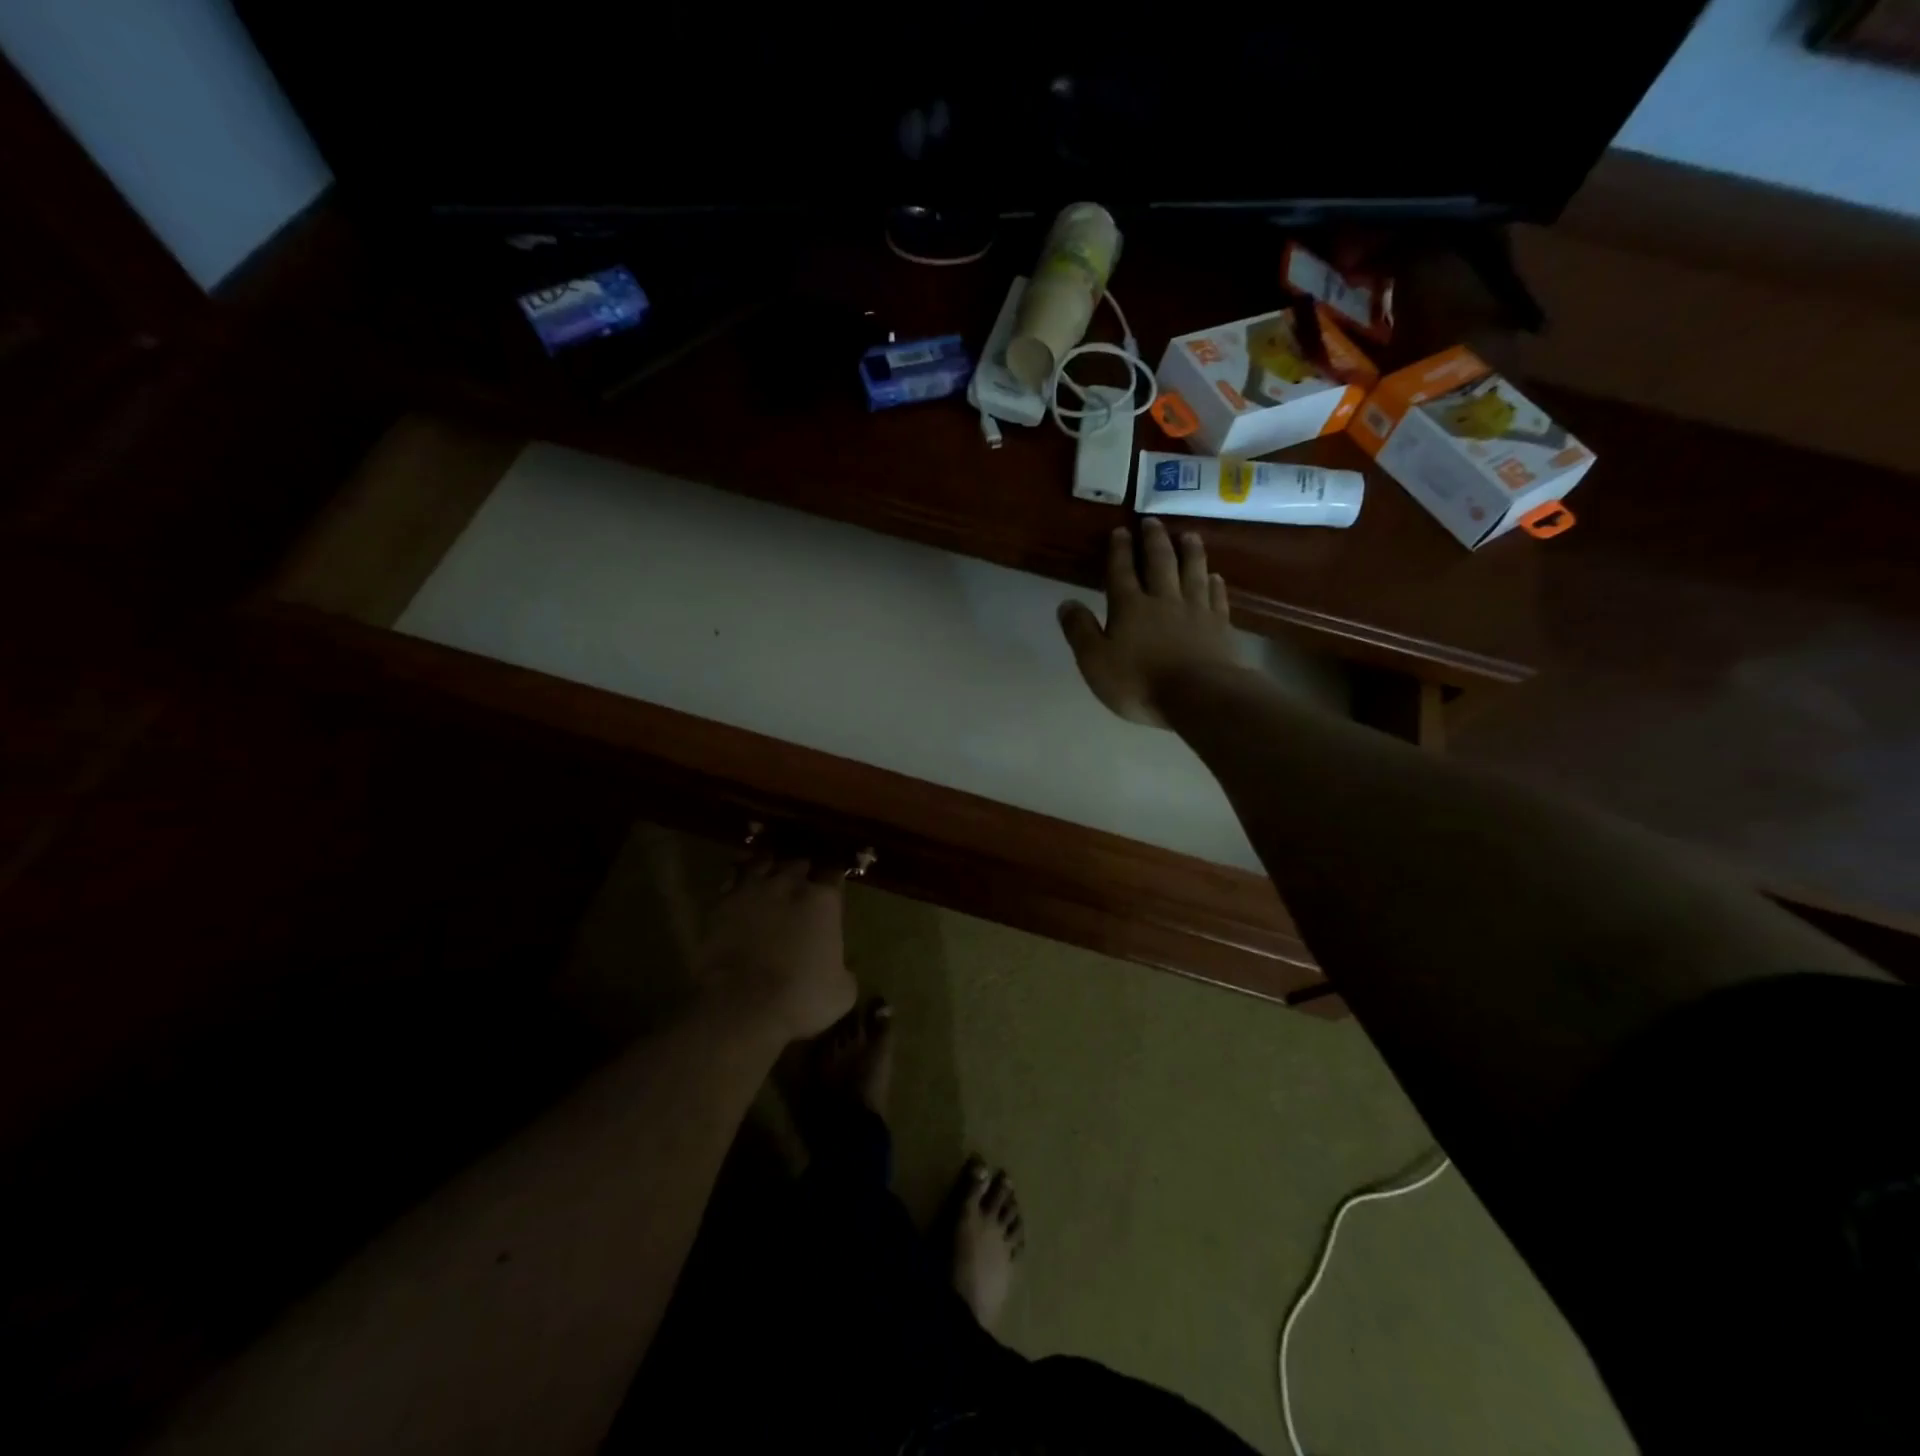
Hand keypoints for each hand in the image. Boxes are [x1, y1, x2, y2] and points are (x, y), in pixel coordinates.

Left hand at [695, 855, 856, 1043]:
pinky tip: (740, 891)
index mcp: (823, 900)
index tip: (832, 889)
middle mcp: (790, 884)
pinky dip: (738, 883)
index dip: (833, 881)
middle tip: (801, 884)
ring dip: (768, 868)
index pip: (834, 874)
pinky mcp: (721, 904)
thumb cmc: (801, 998)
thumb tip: (840, 967)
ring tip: (768, 876)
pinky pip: (732, 881)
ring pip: (762, 862)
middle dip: (802, 872)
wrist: (742, 1006)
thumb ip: (843, 968)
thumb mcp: (842, 991)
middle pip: (799, 863)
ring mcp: (753, 890)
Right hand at [1058, 519, 1241, 727]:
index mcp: (1129, 607)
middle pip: (1160, 562)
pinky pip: (1217, 597)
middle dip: (1154, 540)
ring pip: (1193, 572)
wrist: (1199, 696)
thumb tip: (1066, 602)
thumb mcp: (1095, 661)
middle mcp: (1163, 599)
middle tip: (1153, 522)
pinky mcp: (1219, 626)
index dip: (1119, 550)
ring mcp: (1196, 610)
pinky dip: (1215, 584)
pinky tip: (1215, 576)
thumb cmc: (1139, 682)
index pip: (1122, 571)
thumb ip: (1079, 631)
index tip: (1120, 531)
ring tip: (1188, 535)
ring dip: (1190, 552)